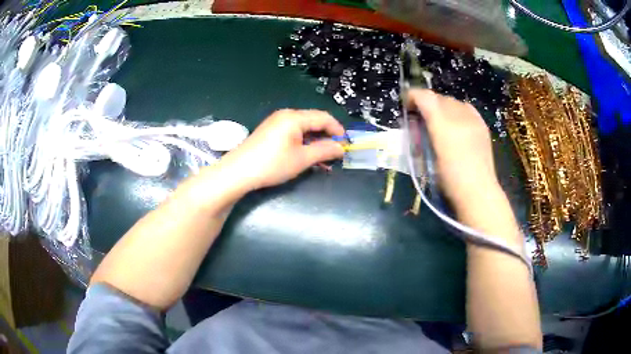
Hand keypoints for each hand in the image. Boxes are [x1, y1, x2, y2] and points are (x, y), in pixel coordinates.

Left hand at [220, 109, 344, 190]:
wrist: (238, 172)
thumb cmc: (272, 164)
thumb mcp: (302, 159)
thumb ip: (324, 150)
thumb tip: (341, 148)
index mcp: (294, 117)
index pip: (324, 117)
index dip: (337, 130)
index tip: (346, 145)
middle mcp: (286, 115)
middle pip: (313, 121)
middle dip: (327, 137)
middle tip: (335, 154)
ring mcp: (276, 123)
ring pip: (303, 129)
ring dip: (315, 142)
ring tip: (323, 160)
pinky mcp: (270, 132)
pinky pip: (293, 133)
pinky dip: (303, 143)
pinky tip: (307, 156)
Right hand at [406, 89, 500, 208]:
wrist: (478, 191)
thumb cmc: (449, 180)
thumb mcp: (428, 157)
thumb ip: (421, 135)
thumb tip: (415, 120)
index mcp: (443, 125)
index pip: (425, 97)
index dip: (413, 96)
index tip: (406, 104)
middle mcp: (459, 116)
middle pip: (439, 97)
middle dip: (427, 102)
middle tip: (421, 116)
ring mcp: (473, 119)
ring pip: (453, 102)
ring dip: (442, 106)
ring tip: (439, 120)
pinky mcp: (482, 125)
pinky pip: (467, 108)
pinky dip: (458, 110)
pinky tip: (457, 123)